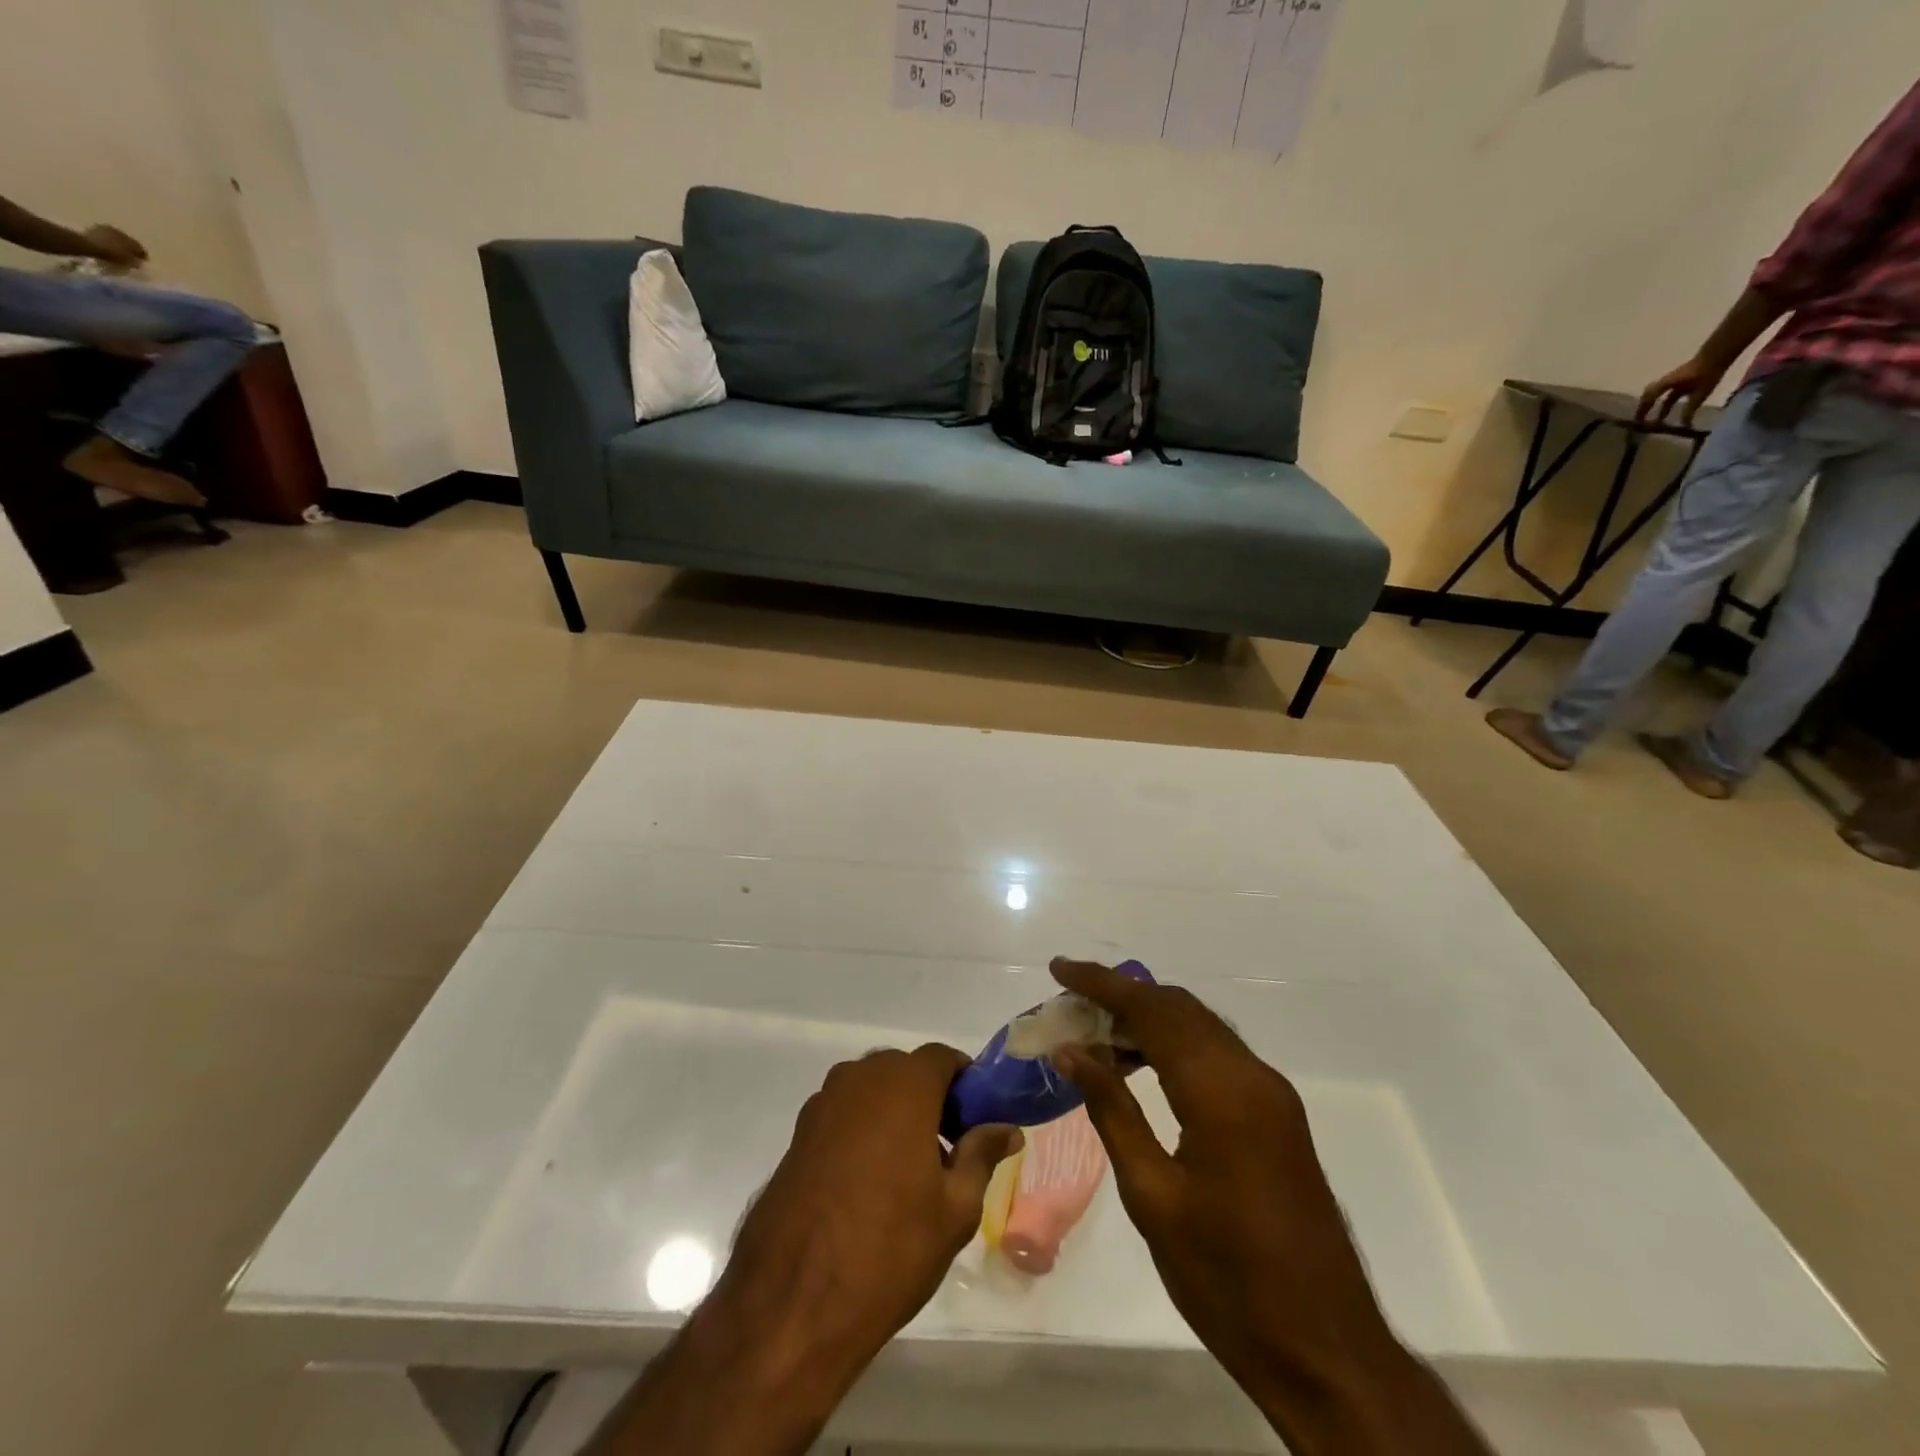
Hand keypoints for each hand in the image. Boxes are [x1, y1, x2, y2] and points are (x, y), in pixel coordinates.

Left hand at [81, 224, 146, 269]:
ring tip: (116, 250)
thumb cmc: (113, 255)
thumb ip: (136, 261)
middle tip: (129, 255)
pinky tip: (105, 246)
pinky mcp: (94, 228)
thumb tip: (138, 261)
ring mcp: (107, 229)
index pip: (141, 249)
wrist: (89, 244)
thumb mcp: (129, 262)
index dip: (142, 256)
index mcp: (132, 241)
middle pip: (128, 241)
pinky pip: (105, 236)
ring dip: (117, 243)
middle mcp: (121, 232)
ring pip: (116, 237)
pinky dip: (107, 240)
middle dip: (129, 248)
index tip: (141, 261)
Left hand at [603, 1047, 1021, 1454]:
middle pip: (906, 1071)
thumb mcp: (955, 1208)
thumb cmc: (889, 1250)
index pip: (943, 1057)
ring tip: (910, 1172)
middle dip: (931, 1099)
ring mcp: (823, 1104)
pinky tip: (870, 1184)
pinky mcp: (798, 1134)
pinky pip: (844, 1114)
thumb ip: (981, 1154)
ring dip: (896, 1114)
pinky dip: (864, 1130)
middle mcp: (859, 1078)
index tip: (979, 1118)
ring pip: (873, 1092)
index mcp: (903, 1084)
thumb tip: (1006, 1128)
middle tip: (950, 1149)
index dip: (966, 1081)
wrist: (792, 1304)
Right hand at [1051, 959, 1489, 1453]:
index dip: (1102, 983)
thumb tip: (1071, 1052)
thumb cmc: (1228, 1281)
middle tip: (1070, 1004)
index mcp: (1221, 1092)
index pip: (1152, 1010)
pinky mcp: (1277, 1114)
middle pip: (1179, 1008)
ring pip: (1200, 1027)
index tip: (1059, 968)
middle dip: (1123, 995)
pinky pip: (1217, 1054)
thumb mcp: (1153, 1198)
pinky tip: (1140, 1067)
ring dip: (1148, 1018)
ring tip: (1095, 1033)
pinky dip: (1174, 1044)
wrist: (1326, 1351)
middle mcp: (1252, 1076)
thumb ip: (1112, 1112)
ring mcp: (1271, 1093)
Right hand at [1636, 355, 1724, 425]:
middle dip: (1643, 408)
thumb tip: (1684, 425)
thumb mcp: (1700, 393)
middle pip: (1648, 396)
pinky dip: (1661, 400)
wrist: (1719, 354)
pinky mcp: (1679, 378)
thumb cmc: (1708, 373)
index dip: (1642, 412)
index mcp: (1665, 385)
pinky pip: (1664, 391)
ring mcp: (1671, 380)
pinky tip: (1666, 407)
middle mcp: (1664, 382)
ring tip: (1654, 416)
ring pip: (1655, 393)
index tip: (1638, 423)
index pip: (1648, 400)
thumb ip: (1689, 409)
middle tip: (1641, 420)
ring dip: (1652, 404)